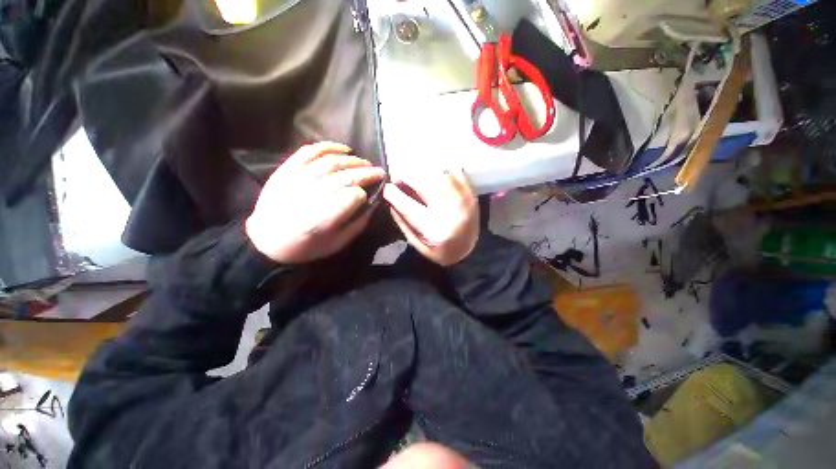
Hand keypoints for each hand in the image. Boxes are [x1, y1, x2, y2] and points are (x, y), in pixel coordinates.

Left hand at [245, 142, 384, 263]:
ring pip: (332, 162)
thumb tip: (373, 202)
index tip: (371, 194)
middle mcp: (311, 195)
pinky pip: (310, 151)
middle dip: (367, 173)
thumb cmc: (306, 246)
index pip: (354, 196)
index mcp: (324, 218)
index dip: (366, 193)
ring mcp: (297, 179)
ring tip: (365, 163)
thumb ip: (359, 223)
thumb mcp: (338, 243)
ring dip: (353, 160)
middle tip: (380, 172)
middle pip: (347, 176)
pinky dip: (329, 147)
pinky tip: (344, 149)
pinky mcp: (287, 169)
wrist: (268, 240)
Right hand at [383, 168, 478, 266]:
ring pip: (440, 174)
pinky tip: (434, 174)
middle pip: (425, 184)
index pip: (409, 207)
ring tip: (414, 176)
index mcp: (436, 230)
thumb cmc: (442, 251)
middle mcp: (451, 212)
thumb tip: (390, 201)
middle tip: (399, 178)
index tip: (386, 188)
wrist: (473, 251)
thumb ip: (404, 224)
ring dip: (423, 171)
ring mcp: (464, 199)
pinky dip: (441, 169)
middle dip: (407, 176)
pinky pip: (455, 171)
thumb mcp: (419, 245)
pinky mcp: (471, 192)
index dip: (393, 194)